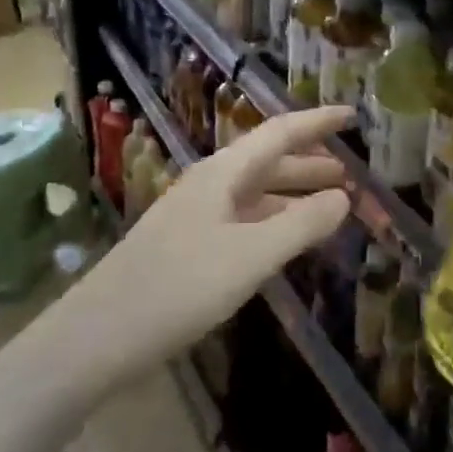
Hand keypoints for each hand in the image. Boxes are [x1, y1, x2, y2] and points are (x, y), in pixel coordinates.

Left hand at [68, 107, 354, 377]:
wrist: (99, 335)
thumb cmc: (180, 287)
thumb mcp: (251, 256)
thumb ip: (301, 224)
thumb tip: (344, 198)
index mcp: (223, 173)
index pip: (279, 133)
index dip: (318, 122)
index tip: (353, 116)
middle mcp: (210, 185)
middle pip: (269, 161)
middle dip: (311, 163)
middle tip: (352, 173)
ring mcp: (197, 215)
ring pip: (256, 193)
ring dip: (294, 194)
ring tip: (332, 205)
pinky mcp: (189, 246)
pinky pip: (244, 220)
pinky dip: (274, 222)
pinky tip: (287, 241)